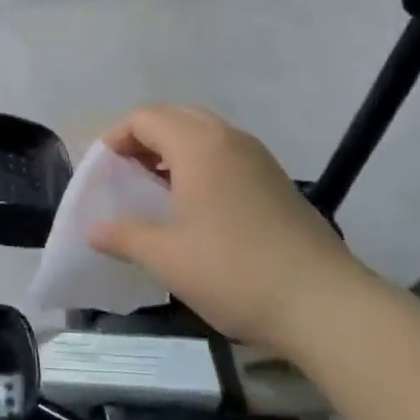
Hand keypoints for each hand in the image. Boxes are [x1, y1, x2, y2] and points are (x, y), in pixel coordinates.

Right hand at [88, 104, 363, 348]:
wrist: (326, 304)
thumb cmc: (235, 272)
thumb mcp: (168, 258)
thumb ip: (125, 236)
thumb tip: (93, 230)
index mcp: (198, 145)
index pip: (145, 117)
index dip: (116, 136)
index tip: (103, 168)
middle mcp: (228, 139)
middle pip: (175, 115)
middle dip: (143, 136)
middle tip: (125, 171)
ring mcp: (258, 158)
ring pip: (204, 132)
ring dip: (172, 148)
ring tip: (154, 186)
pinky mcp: (275, 180)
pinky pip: (226, 152)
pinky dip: (200, 161)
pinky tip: (195, 203)